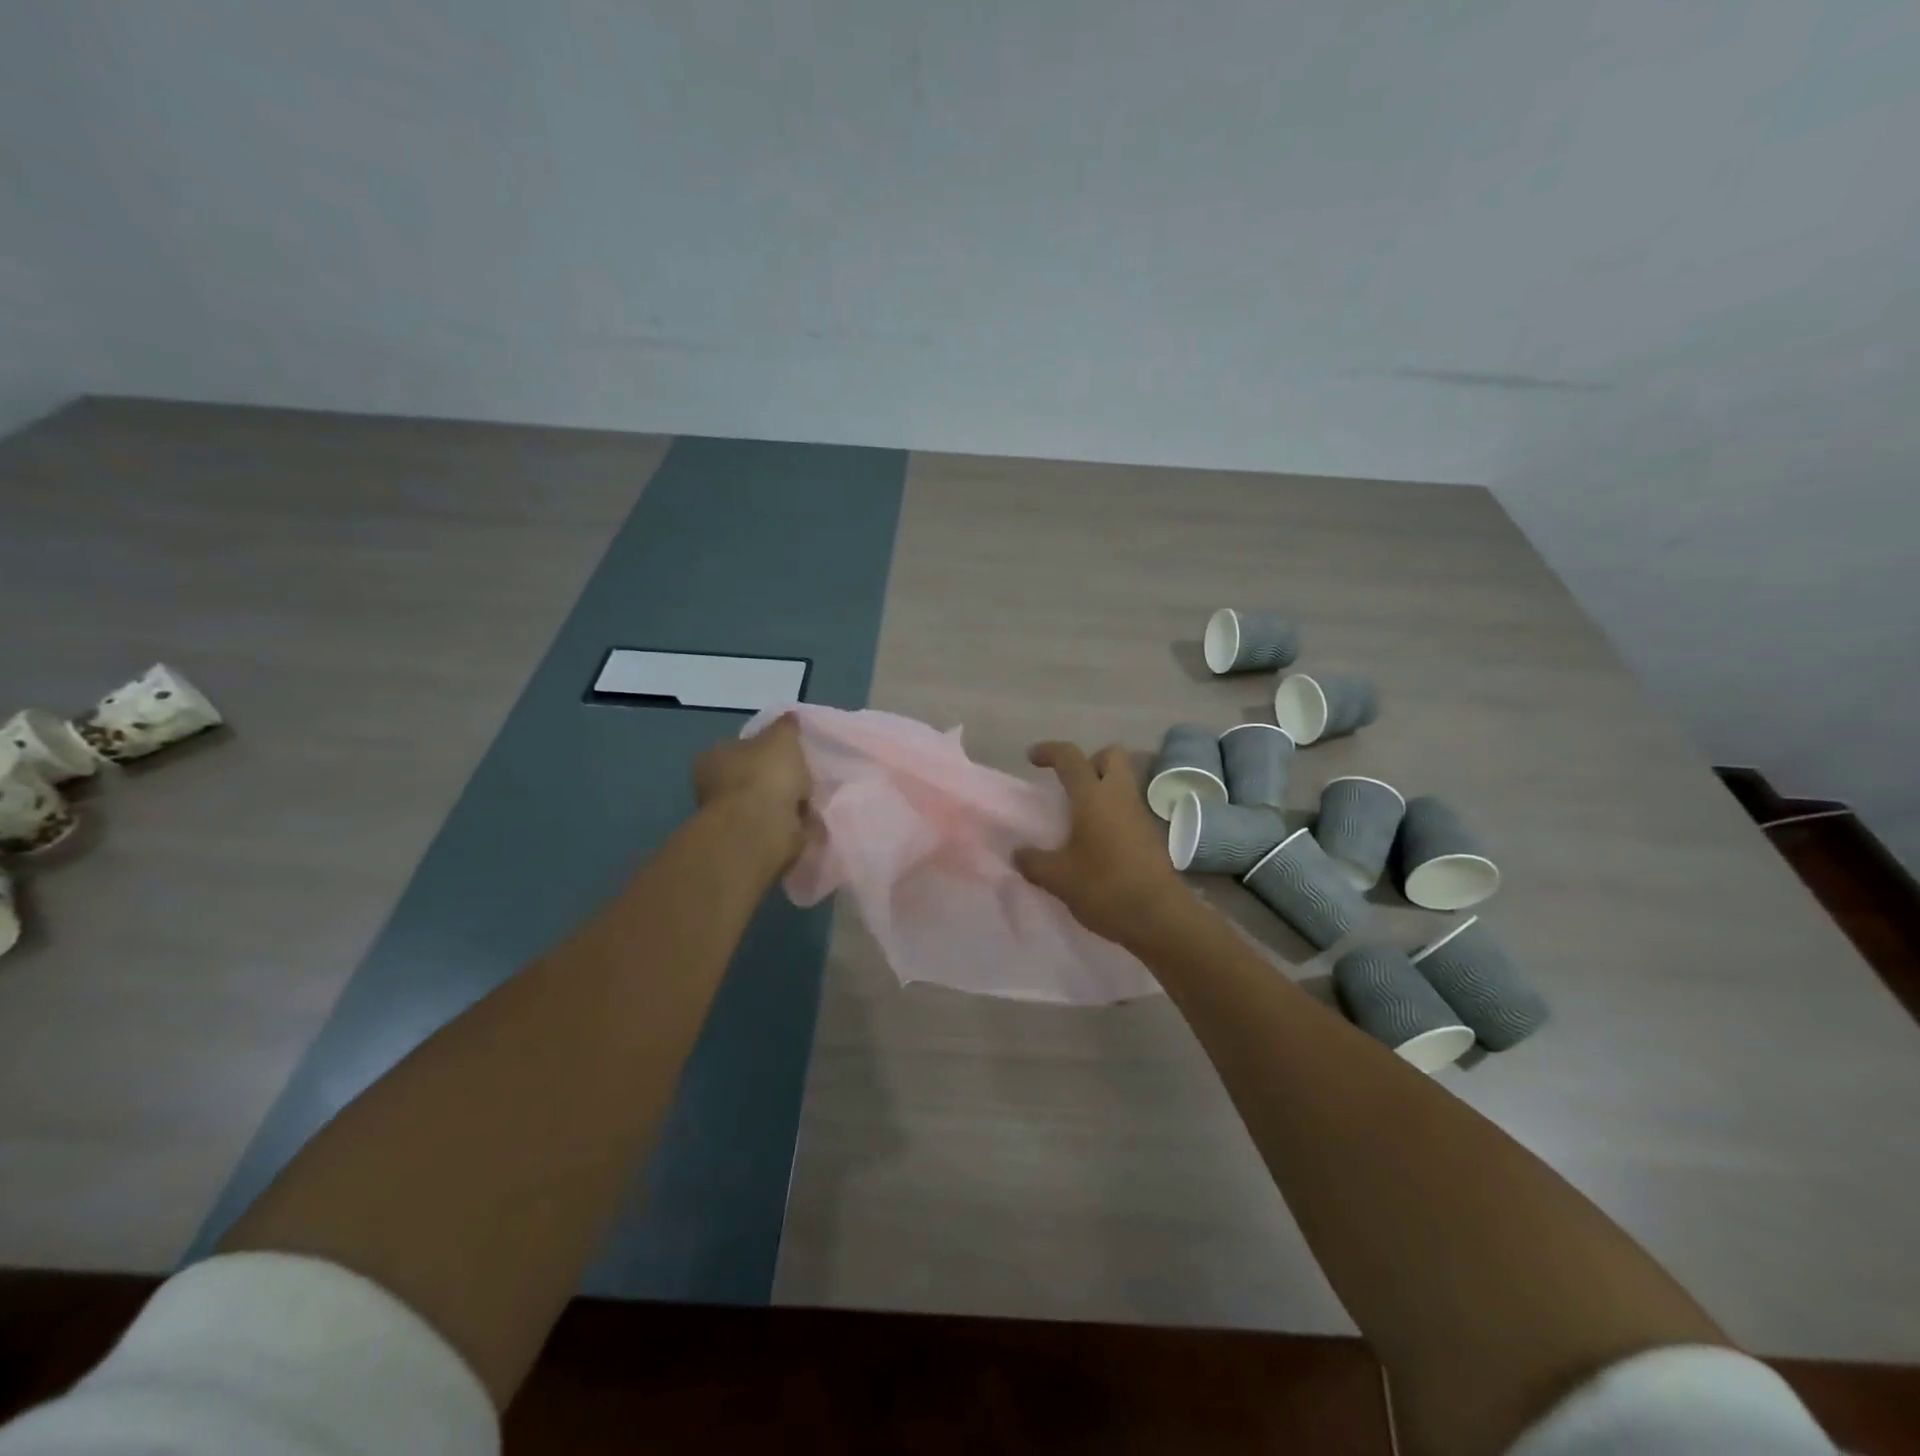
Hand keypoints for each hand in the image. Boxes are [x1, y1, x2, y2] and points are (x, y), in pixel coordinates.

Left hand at [693, 714, 812, 869]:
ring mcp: (731, 818)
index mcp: (715, 757)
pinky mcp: (748, 842)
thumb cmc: (765, 774)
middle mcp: (716, 787)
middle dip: (774, 779)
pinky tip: (807, 821)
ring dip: (783, 804)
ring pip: (763, 804)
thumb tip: (789, 717)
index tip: (788, 752)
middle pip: (751, 777)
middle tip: (803, 777)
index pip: (739, 747)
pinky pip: (774, 827)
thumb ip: (786, 726)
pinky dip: (789, 826)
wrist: (760, 828)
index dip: (763, 748)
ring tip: (811, 800)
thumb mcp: (782, 737)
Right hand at [1014, 741, 1188, 948]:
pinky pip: (1129, 809)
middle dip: (1090, 761)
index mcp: (1093, 797)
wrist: (1160, 918)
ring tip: (1079, 817)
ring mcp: (1141, 815)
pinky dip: (1113, 814)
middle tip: (1070, 785)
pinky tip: (1097, 842)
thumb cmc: (1104, 888)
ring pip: (1123, 783)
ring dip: (1102, 789)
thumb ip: (1034, 861)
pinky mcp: (1152, 836)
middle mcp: (1120, 797)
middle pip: (1111, 756)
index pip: (1070, 758)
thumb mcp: (1058, 878)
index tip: (1032, 758)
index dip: (1049, 751)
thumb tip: (1019, 853)